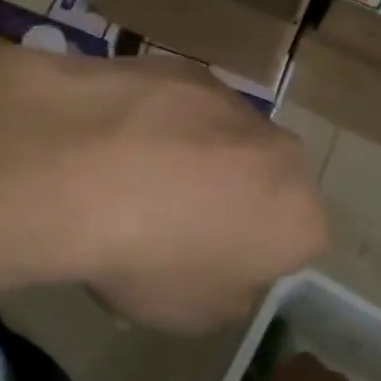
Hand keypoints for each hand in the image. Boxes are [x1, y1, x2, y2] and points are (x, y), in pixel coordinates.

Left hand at [30, 52, 328, 334]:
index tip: (203, 267)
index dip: (247, 259)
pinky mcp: (182, 67)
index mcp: (299, 218)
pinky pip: (179, 106)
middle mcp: (280, 151)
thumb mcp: (191, 312)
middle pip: (264, 179)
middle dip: (231, 197)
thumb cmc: (146, 258)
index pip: (293, 244)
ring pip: (222, 137)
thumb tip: (224, 266)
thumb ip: (227, 290)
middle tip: (172, 221)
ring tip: (131, 178)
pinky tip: (111, 140)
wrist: (81, 167)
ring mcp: (230, 100)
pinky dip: (156, 121)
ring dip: (194, 156)